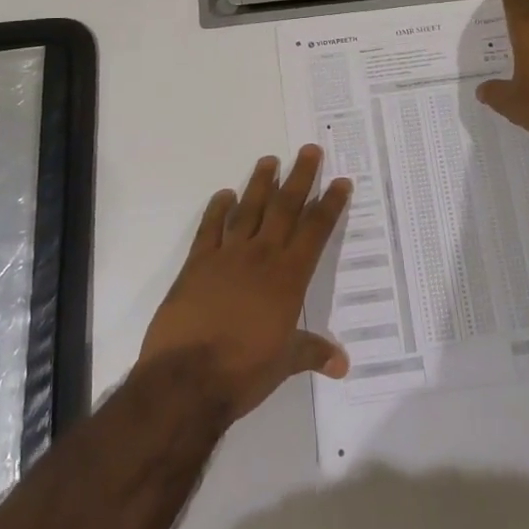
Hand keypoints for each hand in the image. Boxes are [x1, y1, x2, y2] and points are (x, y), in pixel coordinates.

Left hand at [138, 146, 352, 422]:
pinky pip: (210, 228)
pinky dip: (217, 209)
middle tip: (310, 150)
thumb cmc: (243, 372)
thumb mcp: (284, 364)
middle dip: (300, 177)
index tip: (341, 181)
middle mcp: (262, 256)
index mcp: (288, 277)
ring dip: (260, 183)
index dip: (330, 204)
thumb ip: (312, 352)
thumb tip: (343, 364)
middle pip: (285, 207)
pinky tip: (224, 195)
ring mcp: (227, 256)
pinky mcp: (197, 263)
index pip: (315, 231)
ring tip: (270, 159)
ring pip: (249, 209)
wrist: (186, 379)